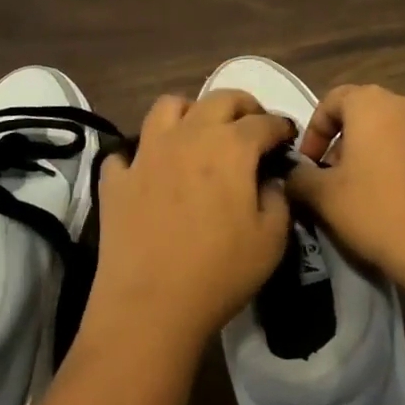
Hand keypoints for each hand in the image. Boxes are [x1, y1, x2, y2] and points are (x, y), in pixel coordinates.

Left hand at [86, 90, 293, 351]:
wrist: (151, 306)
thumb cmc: (220, 271)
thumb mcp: (272, 240)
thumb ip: (278, 199)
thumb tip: (269, 181)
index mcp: (231, 146)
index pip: (263, 122)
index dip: (280, 126)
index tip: (287, 135)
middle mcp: (189, 135)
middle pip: (219, 99)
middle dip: (243, 105)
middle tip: (253, 123)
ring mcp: (148, 152)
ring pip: (168, 107)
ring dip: (190, 112)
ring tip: (199, 132)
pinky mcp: (117, 177)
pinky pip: (127, 152)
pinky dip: (140, 155)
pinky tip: (149, 172)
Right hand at [289, 84, 404, 284]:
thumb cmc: (376, 209)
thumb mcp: (322, 196)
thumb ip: (299, 177)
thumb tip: (293, 175)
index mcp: (372, 102)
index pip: (333, 100)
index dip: (314, 130)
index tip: (308, 163)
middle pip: (366, 115)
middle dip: (345, 143)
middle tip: (333, 178)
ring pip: (395, 133)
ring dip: (375, 154)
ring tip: (365, 192)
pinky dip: (403, 167)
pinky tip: (397, 202)